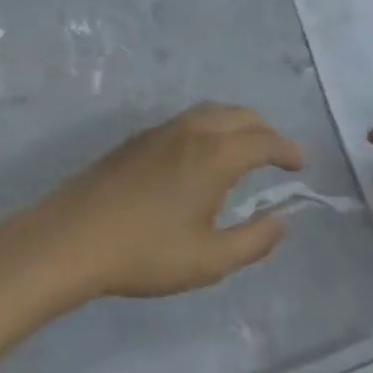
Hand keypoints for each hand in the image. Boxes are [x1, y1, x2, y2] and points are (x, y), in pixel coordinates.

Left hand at [37, 104, 303, 299]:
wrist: (72, 238)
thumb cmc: (145, 252)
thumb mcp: (209, 260)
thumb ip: (253, 240)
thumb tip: (282, 220)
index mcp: (215, 155)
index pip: (264, 140)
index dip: (287, 150)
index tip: (300, 164)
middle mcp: (193, 131)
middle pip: (241, 115)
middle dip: (266, 132)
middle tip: (277, 157)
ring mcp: (162, 130)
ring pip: (212, 112)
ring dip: (238, 124)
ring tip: (245, 151)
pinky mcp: (139, 139)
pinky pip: (189, 120)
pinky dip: (212, 126)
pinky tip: (202, 155)